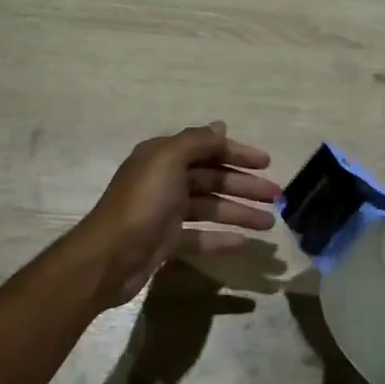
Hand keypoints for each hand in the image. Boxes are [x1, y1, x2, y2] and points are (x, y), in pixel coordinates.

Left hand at [79, 123, 279, 307]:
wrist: (108, 257)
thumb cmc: (142, 203)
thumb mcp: (168, 161)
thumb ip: (196, 142)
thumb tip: (220, 126)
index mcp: (163, 156)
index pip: (207, 148)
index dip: (237, 153)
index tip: (267, 163)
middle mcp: (165, 179)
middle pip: (212, 178)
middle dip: (244, 185)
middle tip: (276, 196)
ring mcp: (166, 212)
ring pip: (210, 207)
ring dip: (239, 212)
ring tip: (269, 224)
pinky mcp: (166, 241)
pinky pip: (200, 236)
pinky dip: (221, 238)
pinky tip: (243, 243)